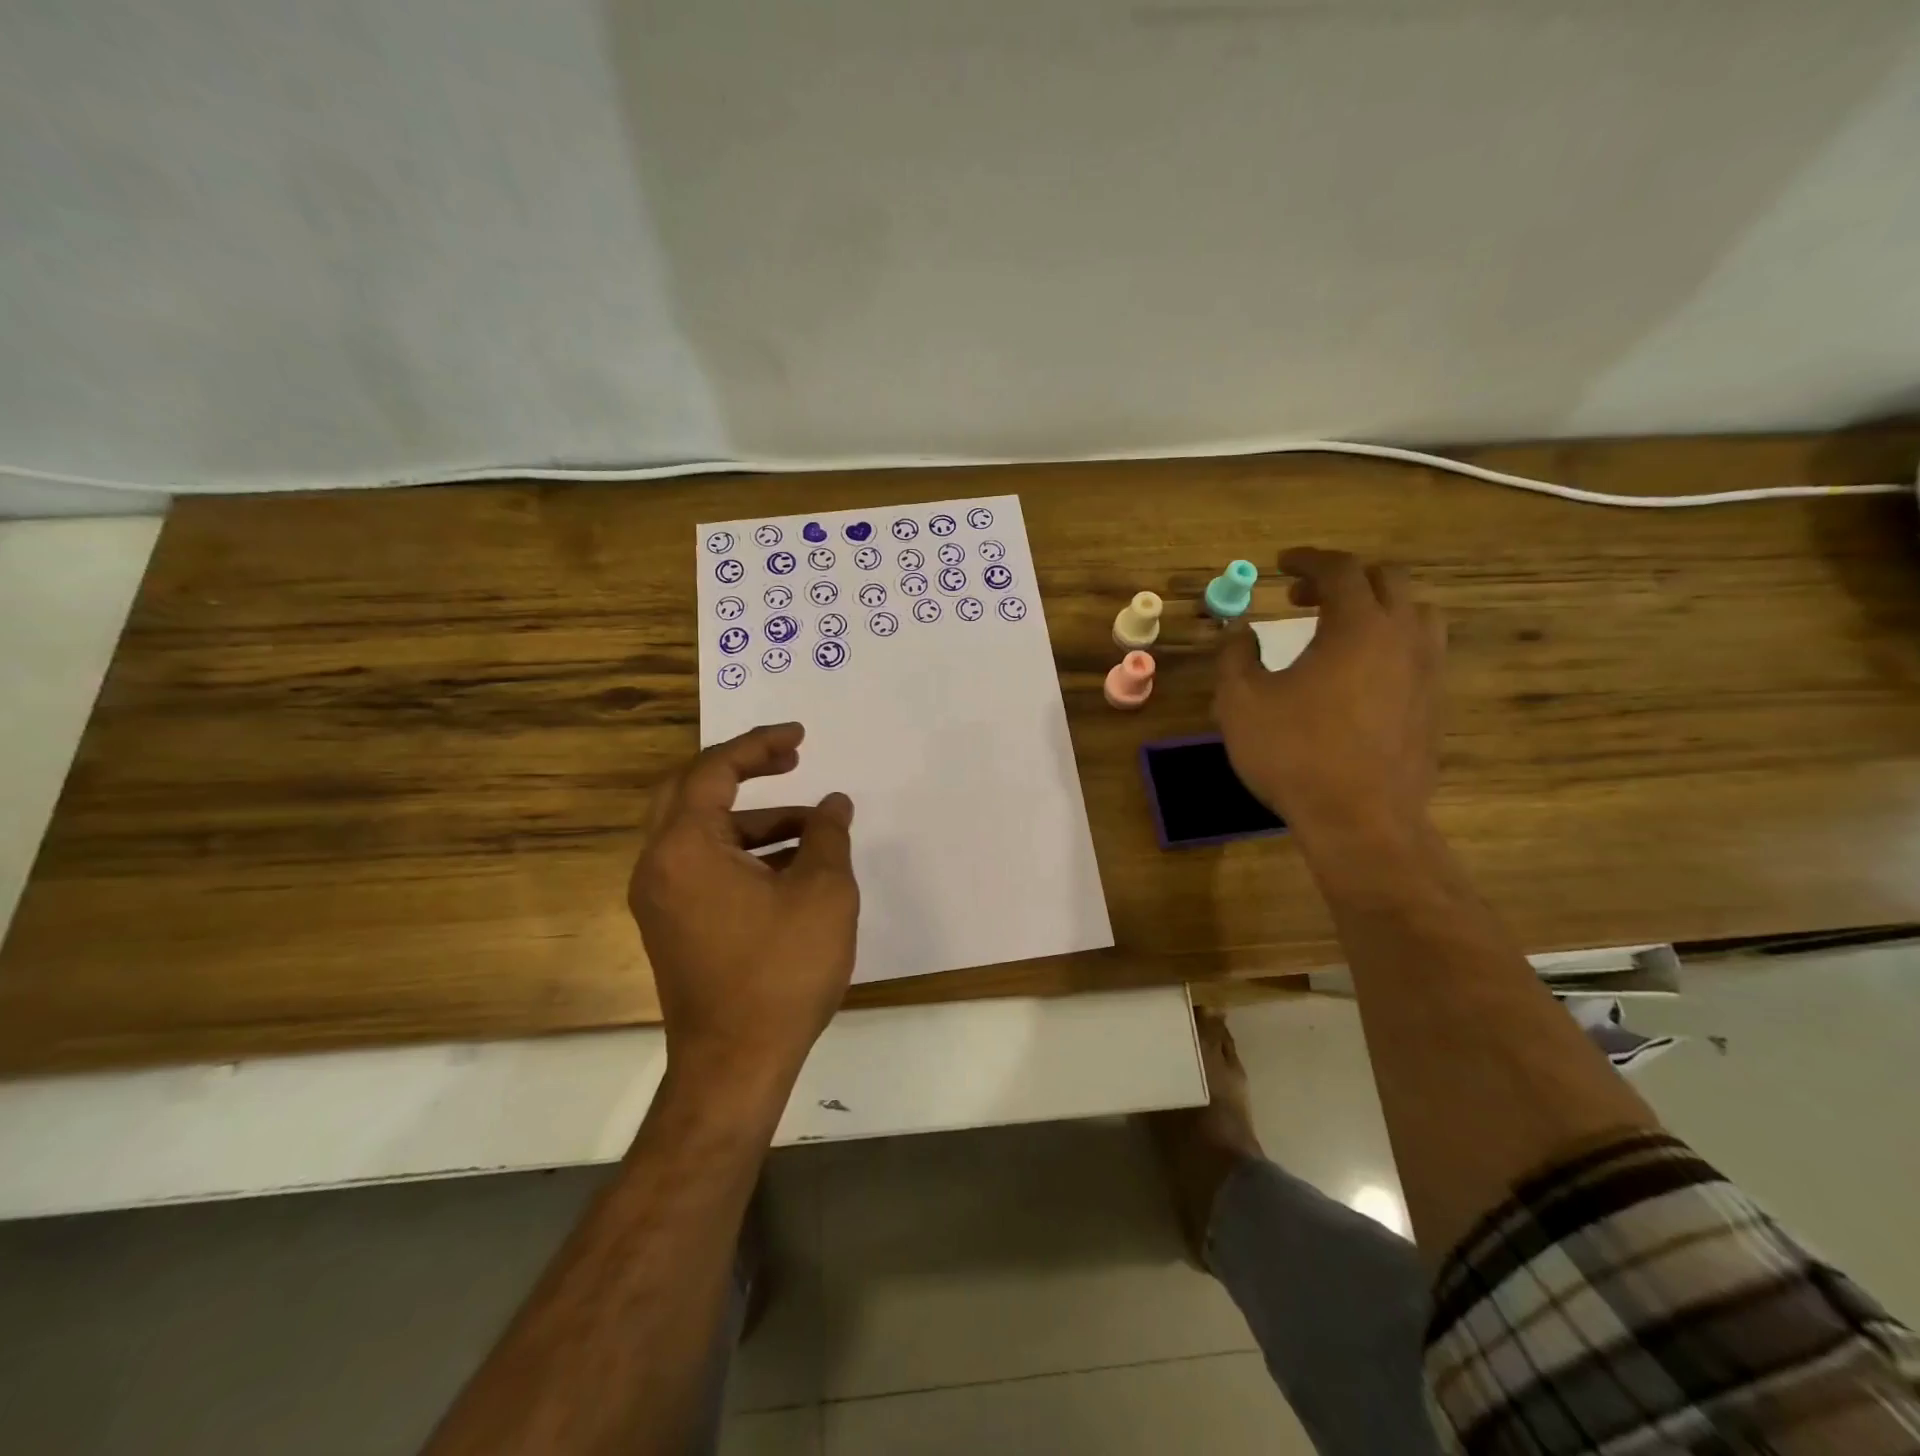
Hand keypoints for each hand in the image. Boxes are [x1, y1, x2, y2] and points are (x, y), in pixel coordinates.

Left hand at [630, 723, 858, 1083]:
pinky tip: (794, 867)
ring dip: (756, 820)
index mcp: (685, 848)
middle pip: (693, 792)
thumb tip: (833, 805)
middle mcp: (659, 865)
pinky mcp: (674, 926)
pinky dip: (745, 854)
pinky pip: (705, 867)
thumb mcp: (823, 893)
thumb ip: (829, 836)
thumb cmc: (781, 972)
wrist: (735, 1066)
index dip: (759, 745)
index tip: (800, 737)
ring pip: (703, 834)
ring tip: (816, 828)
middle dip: (745, 770)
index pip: (714, 771)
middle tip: (792, 760)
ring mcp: (662, 899)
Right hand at [1213, 547, 1445, 846]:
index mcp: (1357, 626)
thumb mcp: (1241, 702)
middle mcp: (1402, 636)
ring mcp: (1427, 670)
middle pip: (1386, 580)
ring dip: (1376, 606)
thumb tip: (1242, 633)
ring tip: (1341, 627)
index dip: (1308, 559)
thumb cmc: (1294, 753)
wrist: (1361, 819)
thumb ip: (1236, 656)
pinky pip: (1421, 649)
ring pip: (1415, 612)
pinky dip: (1391, 640)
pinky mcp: (1433, 703)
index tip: (1281, 563)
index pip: (1340, 569)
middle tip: (1301, 597)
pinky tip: (1361, 671)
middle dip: (1341, 578)